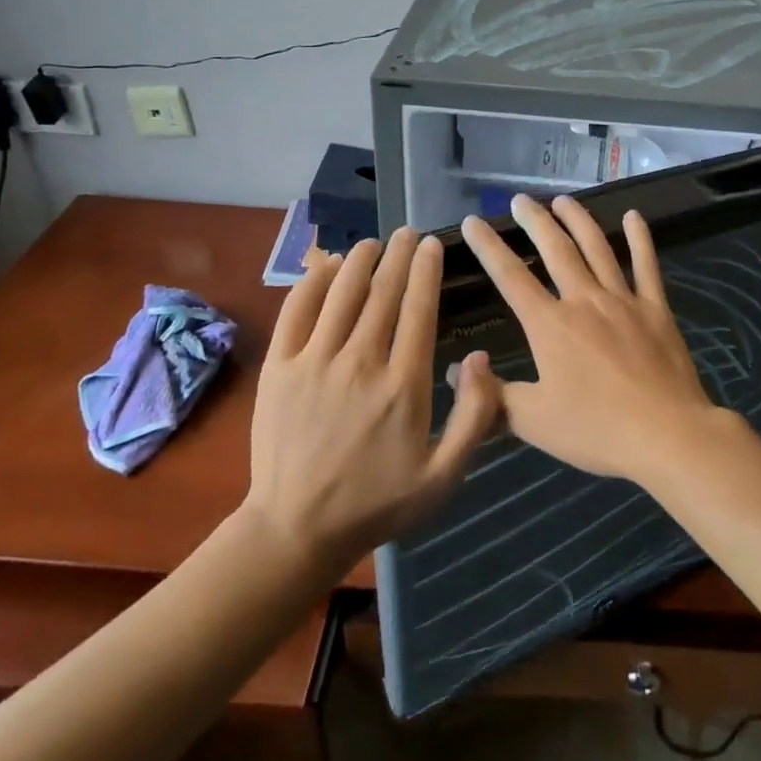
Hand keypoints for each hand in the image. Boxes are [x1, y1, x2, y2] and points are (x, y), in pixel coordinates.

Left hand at [243, 227, 501, 565]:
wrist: (296, 528)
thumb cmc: (378, 502)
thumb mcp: (444, 476)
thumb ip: (475, 417)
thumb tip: (480, 357)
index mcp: (404, 385)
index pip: (418, 309)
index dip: (426, 271)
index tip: (431, 245)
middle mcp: (361, 363)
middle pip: (383, 292)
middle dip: (398, 255)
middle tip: (407, 232)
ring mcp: (315, 362)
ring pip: (342, 292)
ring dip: (360, 259)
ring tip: (373, 242)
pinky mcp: (280, 368)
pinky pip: (297, 311)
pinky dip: (314, 281)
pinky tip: (327, 264)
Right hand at [459, 194, 726, 483]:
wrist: (667, 435)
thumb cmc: (596, 429)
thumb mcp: (533, 422)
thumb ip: (492, 395)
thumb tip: (456, 373)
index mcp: (550, 325)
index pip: (510, 276)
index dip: (488, 247)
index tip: (473, 221)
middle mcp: (584, 300)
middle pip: (555, 249)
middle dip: (535, 221)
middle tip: (520, 199)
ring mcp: (623, 300)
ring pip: (597, 247)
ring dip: (578, 220)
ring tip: (563, 200)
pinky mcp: (655, 309)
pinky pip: (646, 265)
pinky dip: (640, 238)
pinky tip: (634, 216)